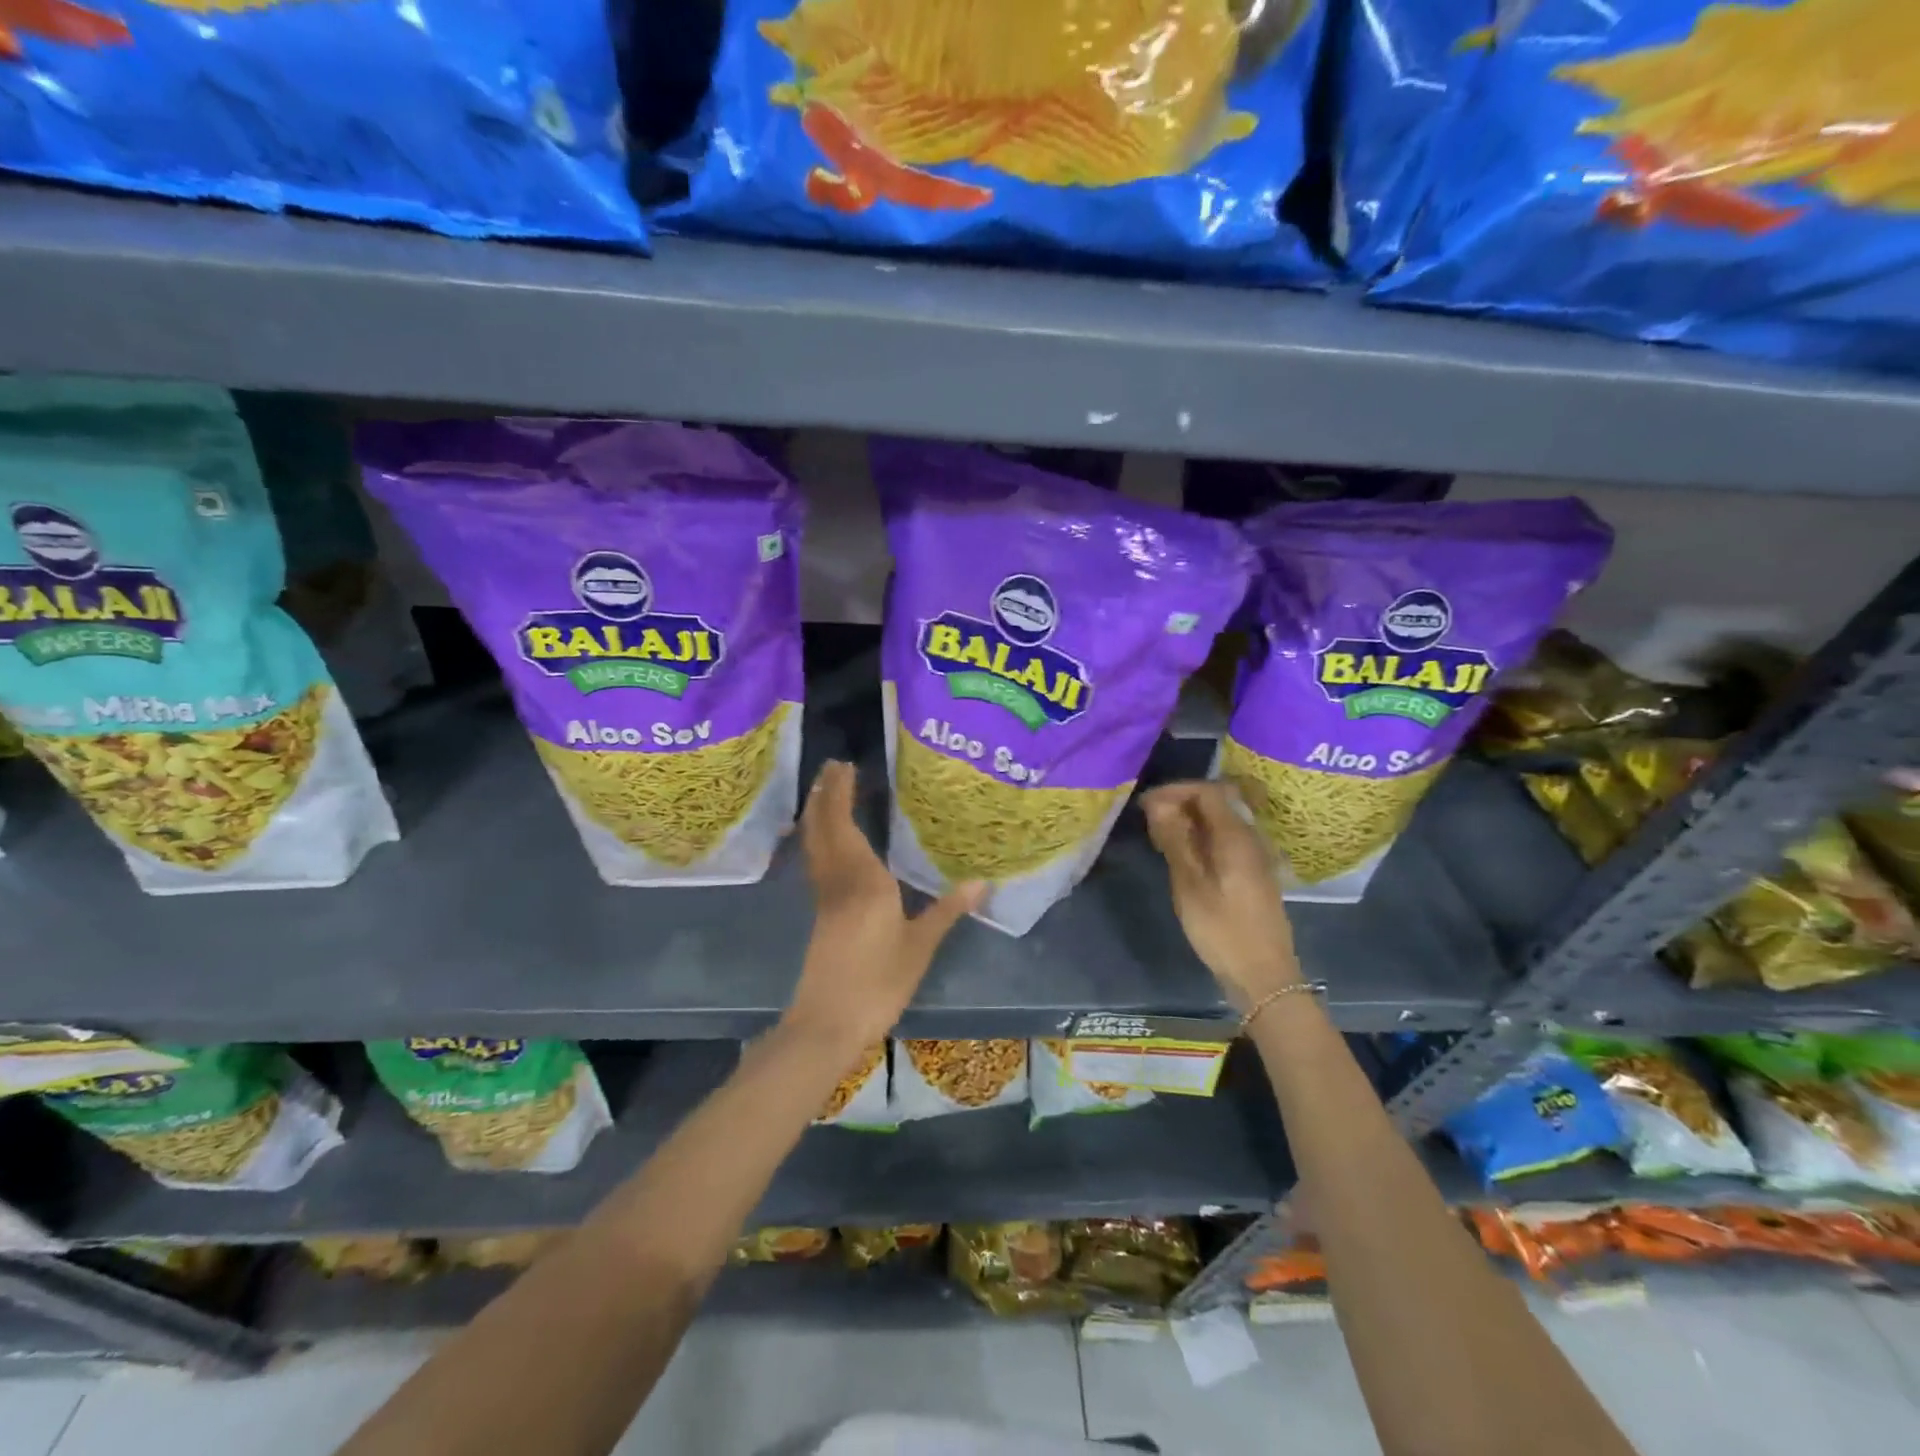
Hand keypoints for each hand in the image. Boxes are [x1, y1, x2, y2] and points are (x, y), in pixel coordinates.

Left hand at [783, 761, 984, 1053]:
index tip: (846, 766)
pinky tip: (827, 839)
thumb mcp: (920, 947)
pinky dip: (817, 837)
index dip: (841, 793)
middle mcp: (838, 879)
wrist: (828, 1023)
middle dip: (824, 794)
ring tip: (824, 790)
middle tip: (833, 767)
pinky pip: (815, 860)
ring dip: (816, 812)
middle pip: (823, 827)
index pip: (846, 824)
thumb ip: (947, 910)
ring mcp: (824, 897)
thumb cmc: (878, 983)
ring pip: (814, 843)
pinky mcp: (819, 913)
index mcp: (864, 880)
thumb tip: (982, 881)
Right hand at [1142, 781, 1301, 1008]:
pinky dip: (1202, 836)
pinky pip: (1226, 838)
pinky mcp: (1254, 872)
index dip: (1175, 790)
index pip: (1207, 791)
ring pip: (1221, 820)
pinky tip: (1184, 855)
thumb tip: (1158, 805)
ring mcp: (1255, 855)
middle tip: (1151, 819)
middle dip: (1182, 802)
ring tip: (1162, 836)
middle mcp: (1250, 838)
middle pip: (1217, 801)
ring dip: (1191, 820)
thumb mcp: (1189, 884)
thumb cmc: (1222, 929)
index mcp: (1236, 836)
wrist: (1263, 974)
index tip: (1146, 804)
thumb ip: (1175, 840)